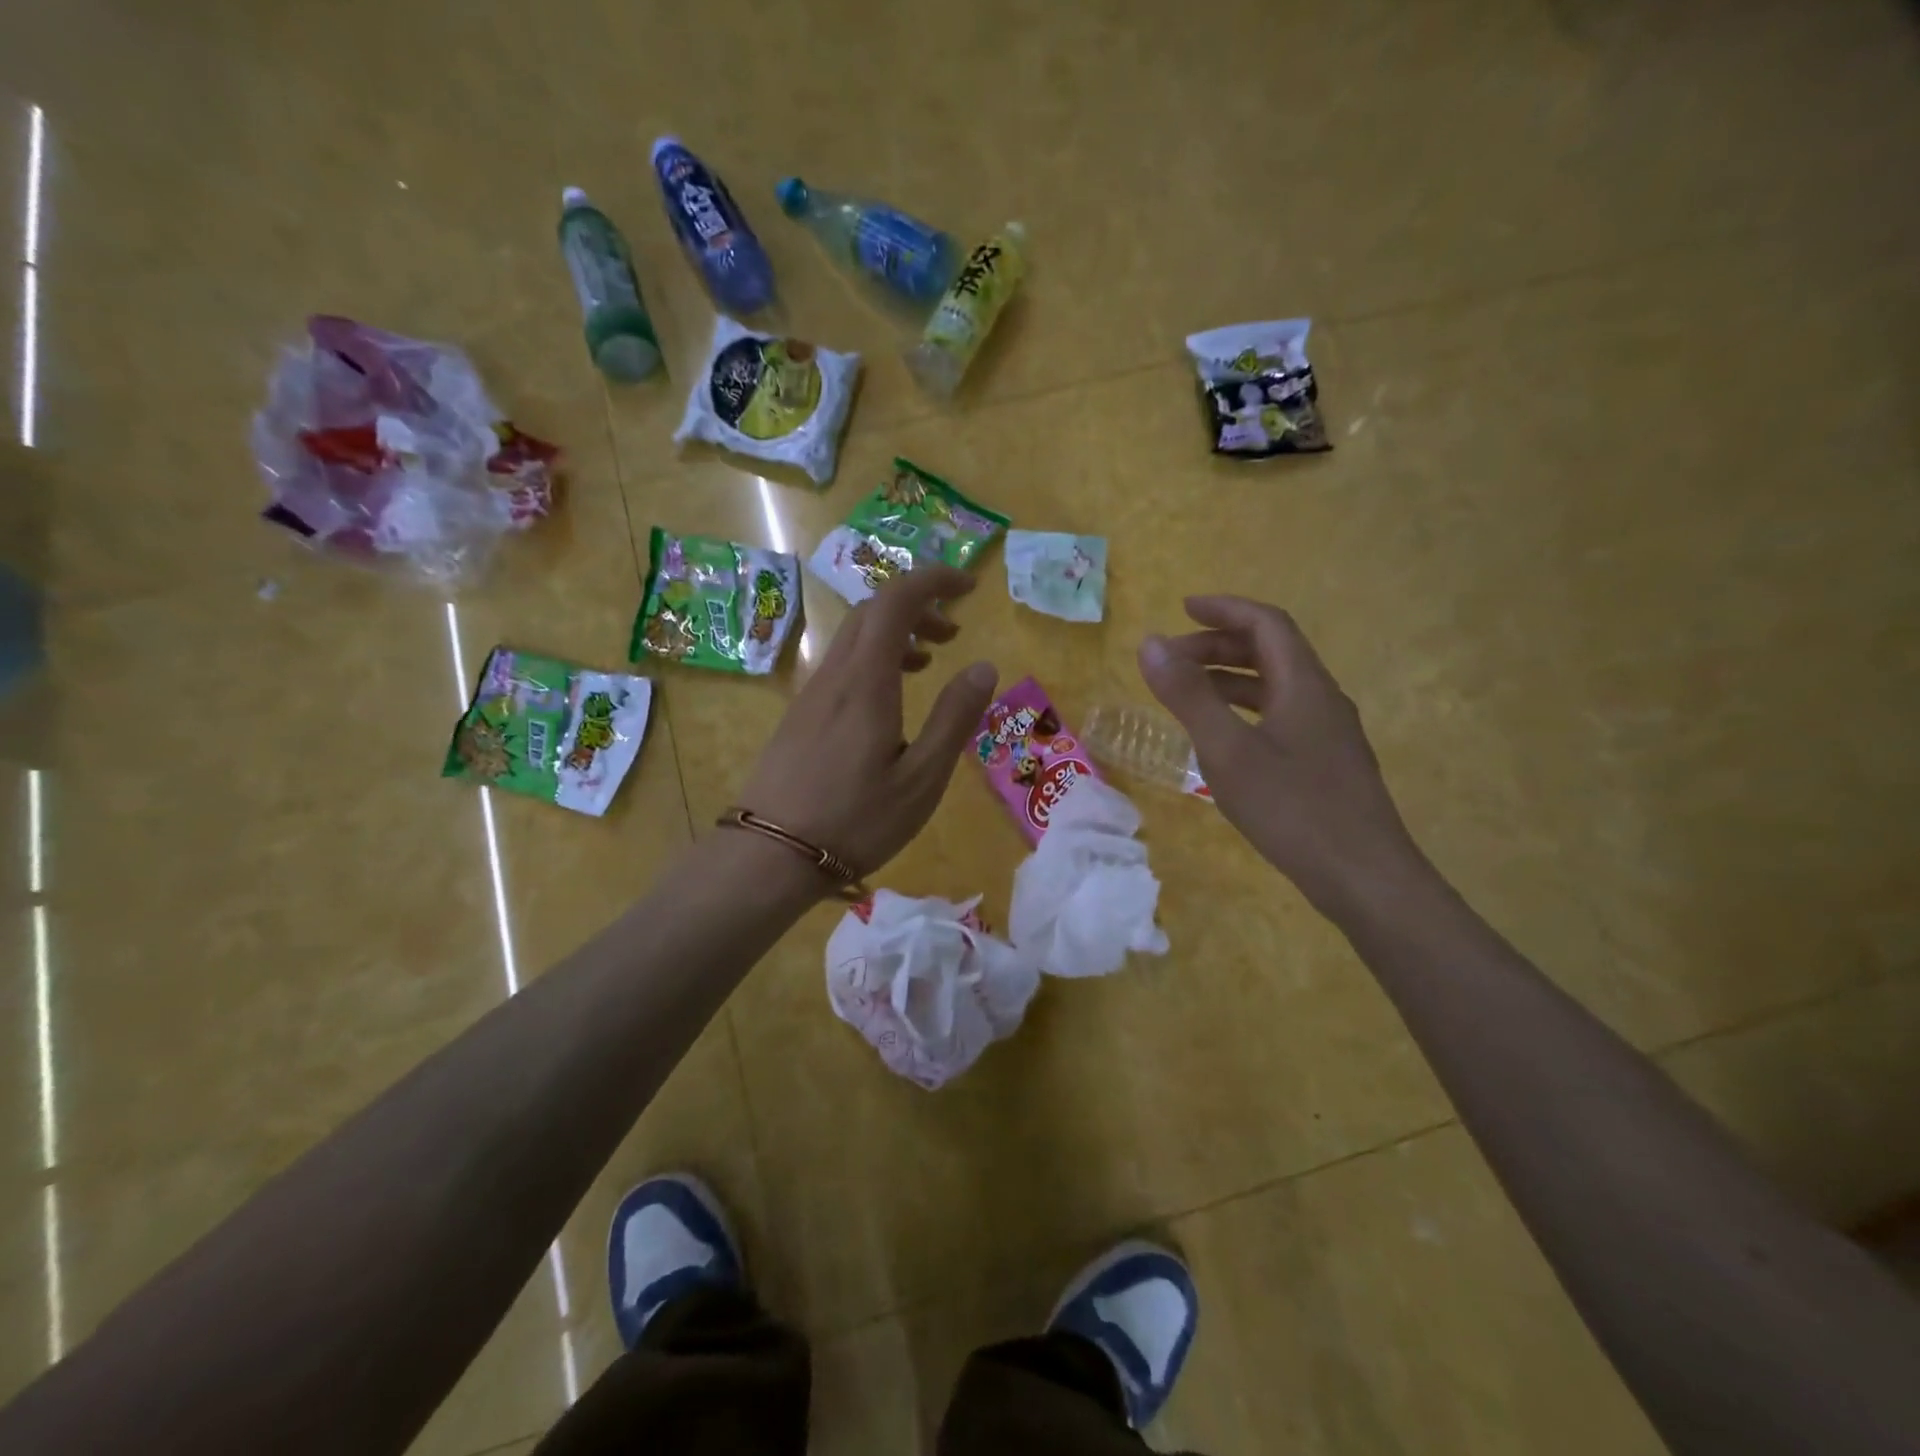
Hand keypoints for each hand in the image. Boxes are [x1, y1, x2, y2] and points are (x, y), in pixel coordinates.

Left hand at [738, 566, 997, 881]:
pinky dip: (874, 659)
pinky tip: (888, 699)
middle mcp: (835, 675)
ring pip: (854, 638)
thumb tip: (983, 666)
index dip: (933, 580)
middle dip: (917, 605)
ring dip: (895, 634)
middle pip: (872, 611)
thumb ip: (954, 718)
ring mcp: (811, 694)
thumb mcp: (921, 778)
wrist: (769, 855)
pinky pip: (841, 665)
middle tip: (953, 631)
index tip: (968, 586)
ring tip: (929, 661)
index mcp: (866, 681)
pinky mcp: (799, 716)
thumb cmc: (856, 820)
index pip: (896, 600)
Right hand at [1138, 595, 1423, 914]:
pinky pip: (1282, 716)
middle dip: (1219, 646)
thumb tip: (1151, 644)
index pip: (1266, 623)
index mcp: (1304, 684)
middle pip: (1272, 652)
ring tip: (1189, 693)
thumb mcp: (1227, 750)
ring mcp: (1330, 733)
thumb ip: (1188, 696)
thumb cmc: (1292, 808)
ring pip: (1277, 686)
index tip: (1182, 609)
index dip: (1224, 609)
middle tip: (1173, 660)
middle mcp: (1322, 698)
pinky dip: (1246, 710)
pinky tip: (1224, 739)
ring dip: (1231, 679)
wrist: (1365, 877)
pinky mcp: (1328, 763)